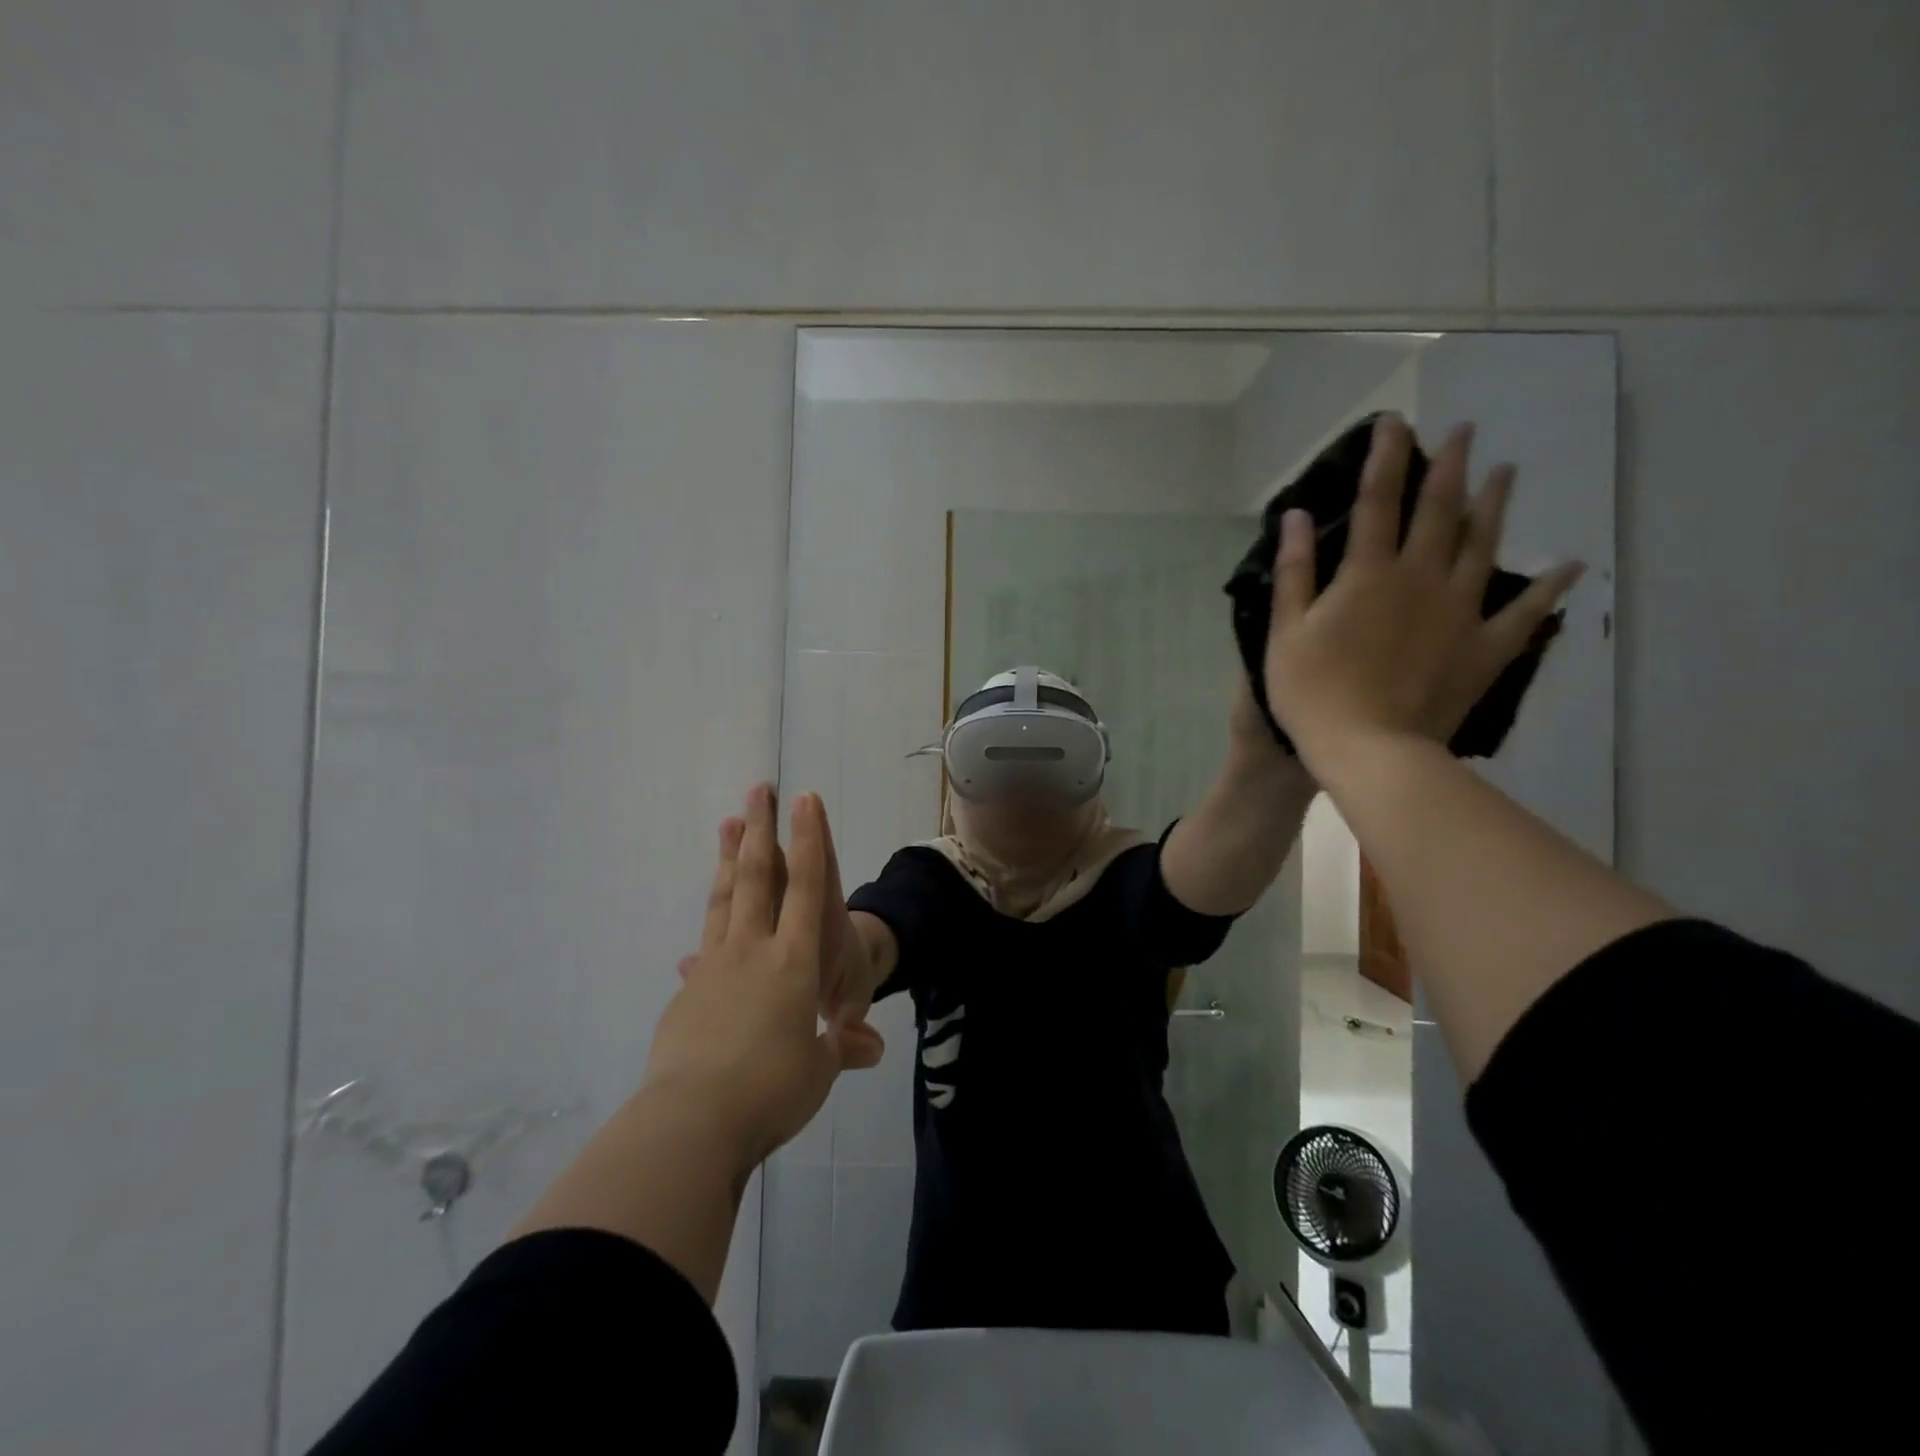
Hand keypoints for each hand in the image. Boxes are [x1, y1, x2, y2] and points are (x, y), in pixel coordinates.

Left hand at [646, 785, 882, 1167]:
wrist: (691, 1122)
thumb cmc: (771, 1090)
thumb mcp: (819, 1072)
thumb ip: (842, 1050)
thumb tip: (869, 1048)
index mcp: (792, 962)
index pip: (806, 887)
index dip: (809, 840)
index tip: (804, 799)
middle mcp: (752, 951)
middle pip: (758, 877)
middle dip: (761, 830)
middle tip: (757, 790)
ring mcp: (714, 967)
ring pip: (725, 901)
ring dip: (729, 860)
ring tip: (728, 826)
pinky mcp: (687, 993)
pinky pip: (703, 949)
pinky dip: (708, 932)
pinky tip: (698, 943)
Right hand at [1263, 414, 1583, 777]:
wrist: (1369, 749)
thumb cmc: (1313, 692)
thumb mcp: (1285, 632)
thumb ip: (1294, 572)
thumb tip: (1297, 516)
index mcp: (1369, 574)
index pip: (1378, 501)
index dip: (1386, 459)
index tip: (1395, 422)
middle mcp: (1421, 579)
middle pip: (1440, 512)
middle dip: (1449, 467)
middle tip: (1465, 431)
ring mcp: (1460, 612)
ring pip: (1484, 546)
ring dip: (1495, 506)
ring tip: (1507, 471)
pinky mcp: (1485, 648)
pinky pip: (1524, 613)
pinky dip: (1547, 589)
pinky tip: (1568, 566)